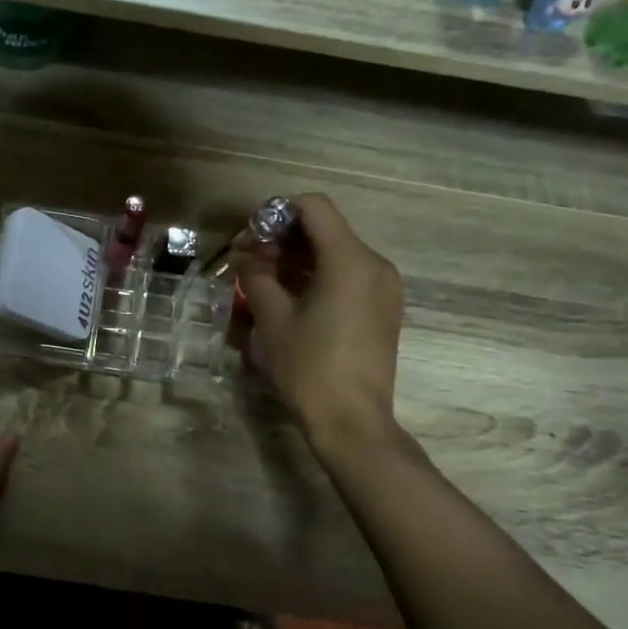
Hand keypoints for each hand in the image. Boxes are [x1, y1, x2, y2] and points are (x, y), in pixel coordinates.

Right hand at [230, 193, 405, 449]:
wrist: (352, 421)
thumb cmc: (309, 367)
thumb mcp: (272, 319)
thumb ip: (256, 276)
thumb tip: (244, 256)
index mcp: (349, 260)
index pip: (313, 207)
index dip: (276, 212)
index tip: (249, 237)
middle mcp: (374, 264)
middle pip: (325, 229)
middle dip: (283, 238)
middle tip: (247, 260)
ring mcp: (384, 287)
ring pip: (336, 253)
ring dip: (298, 258)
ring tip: (263, 280)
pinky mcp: (383, 308)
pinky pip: (348, 275)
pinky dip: (317, 276)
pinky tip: (290, 297)